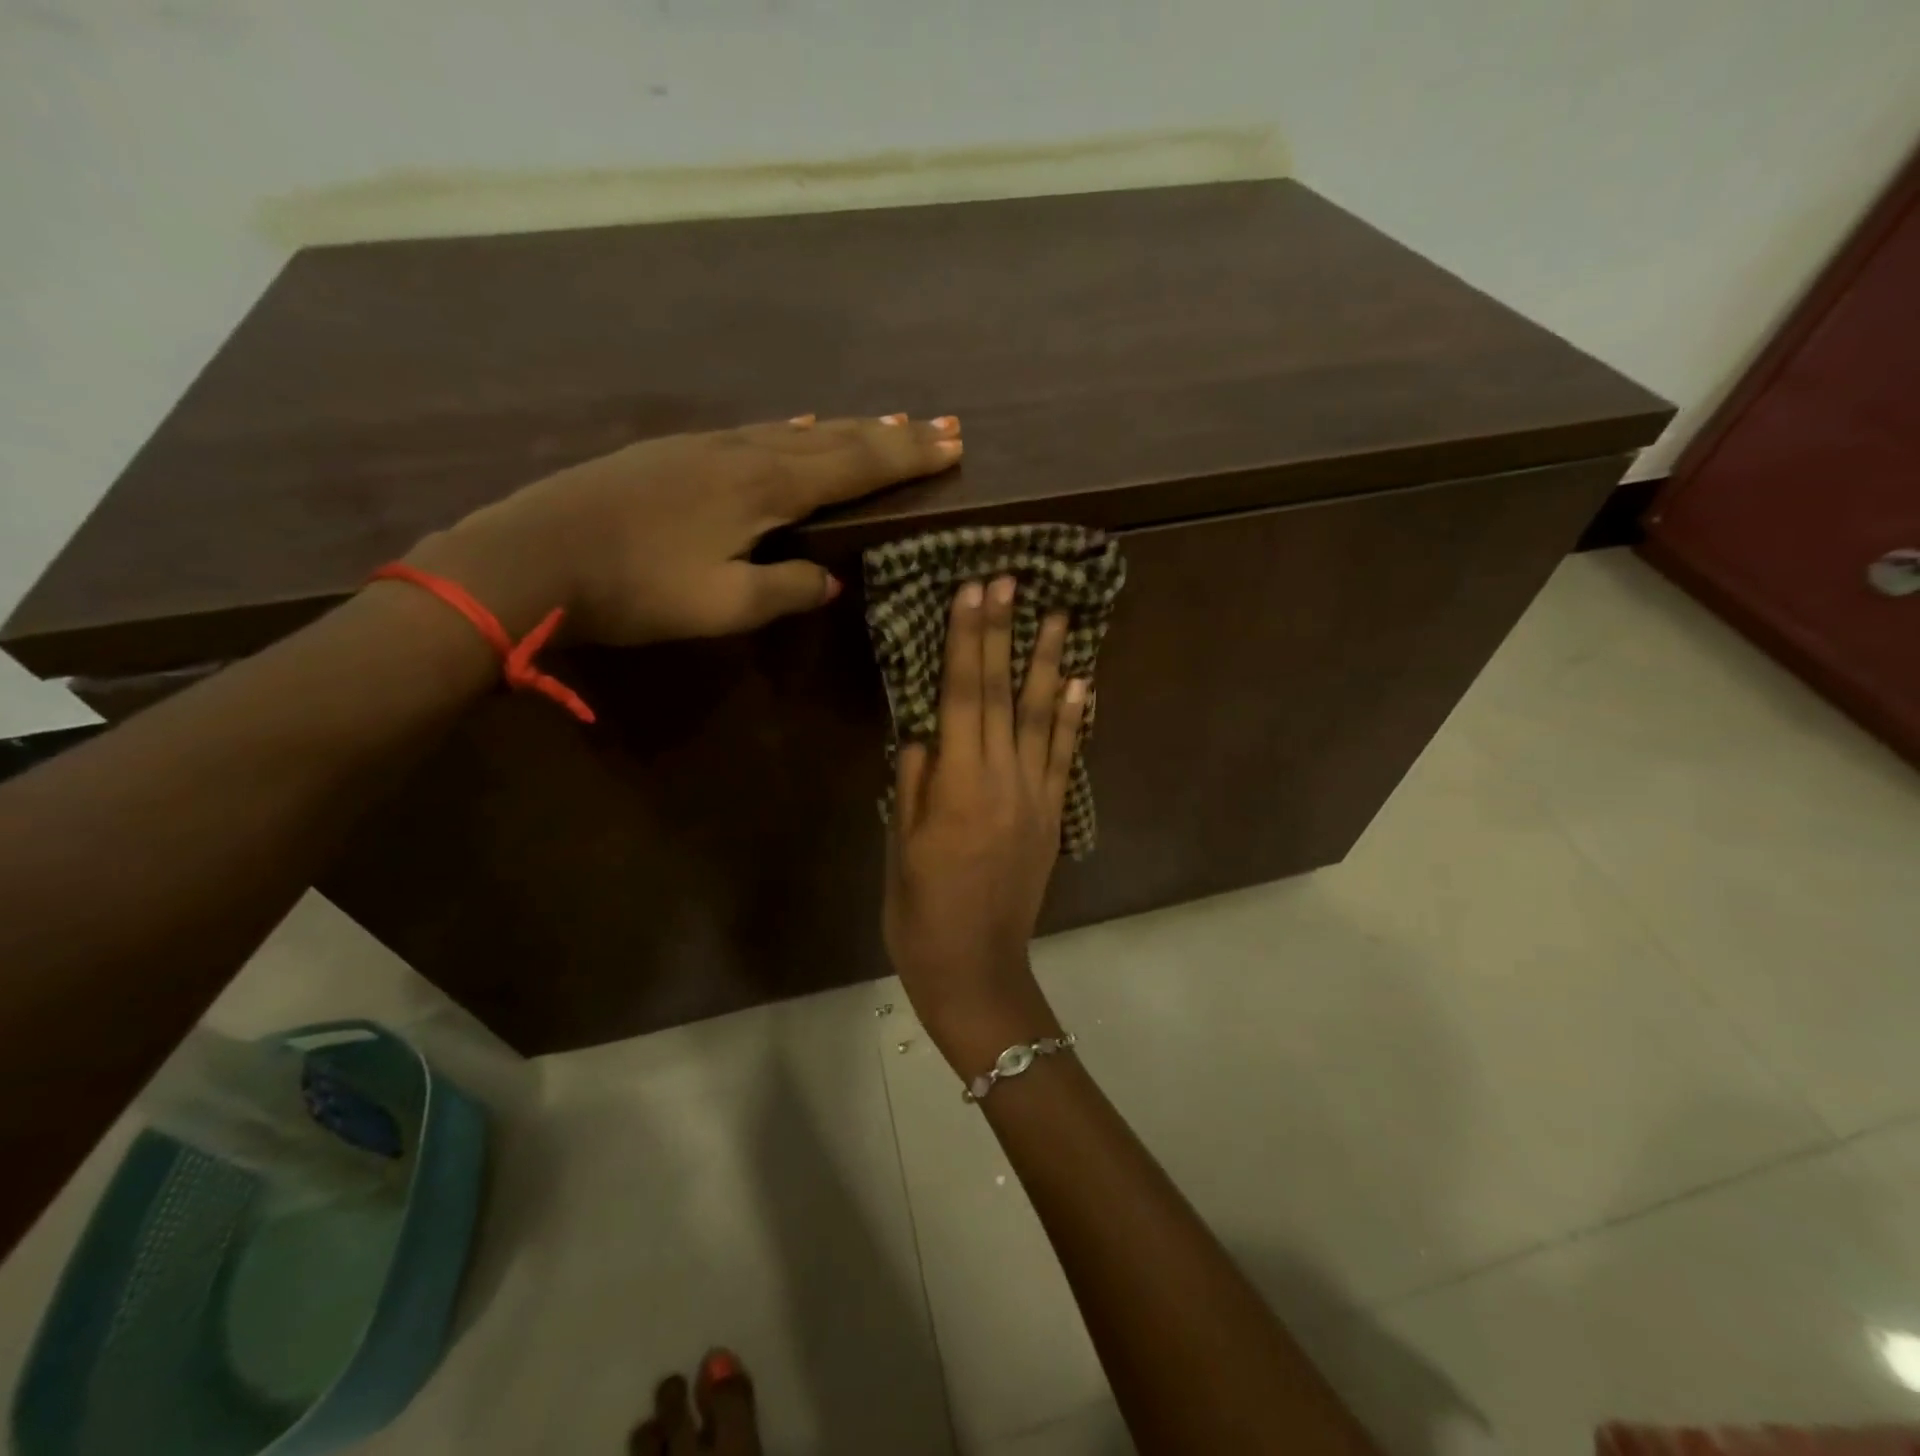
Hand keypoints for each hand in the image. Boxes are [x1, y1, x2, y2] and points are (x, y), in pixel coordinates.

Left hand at [408, 414, 961, 644]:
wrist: (532, 556)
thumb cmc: (637, 588)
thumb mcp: (724, 605)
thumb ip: (786, 589)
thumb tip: (827, 579)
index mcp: (764, 487)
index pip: (855, 466)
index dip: (907, 457)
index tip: (954, 445)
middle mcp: (743, 452)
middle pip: (834, 438)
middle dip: (891, 435)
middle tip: (941, 425)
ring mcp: (705, 446)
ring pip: (796, 431)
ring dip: (848, 429)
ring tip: (885, 424)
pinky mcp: (675, 453)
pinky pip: (758, 433)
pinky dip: (796, 431)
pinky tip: (799, 427)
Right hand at [883, 575, 1088, 1069]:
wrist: (976, 968)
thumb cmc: (920, 911)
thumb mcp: (899, 845)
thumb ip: (913, 781)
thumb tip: (922, 730)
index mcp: (957, 786)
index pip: (960, 696)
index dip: (965, 640)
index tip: (972, 591)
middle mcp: (1002, 781)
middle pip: (1000, 694)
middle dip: (1003, 633)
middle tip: (1010, 580)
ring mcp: (1035, 797)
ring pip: (1041, 717)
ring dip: (1048, 663)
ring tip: (1059, 616)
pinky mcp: (1053, 816)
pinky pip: (1063, 758)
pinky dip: (1072, 718)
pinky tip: (1080, 683)